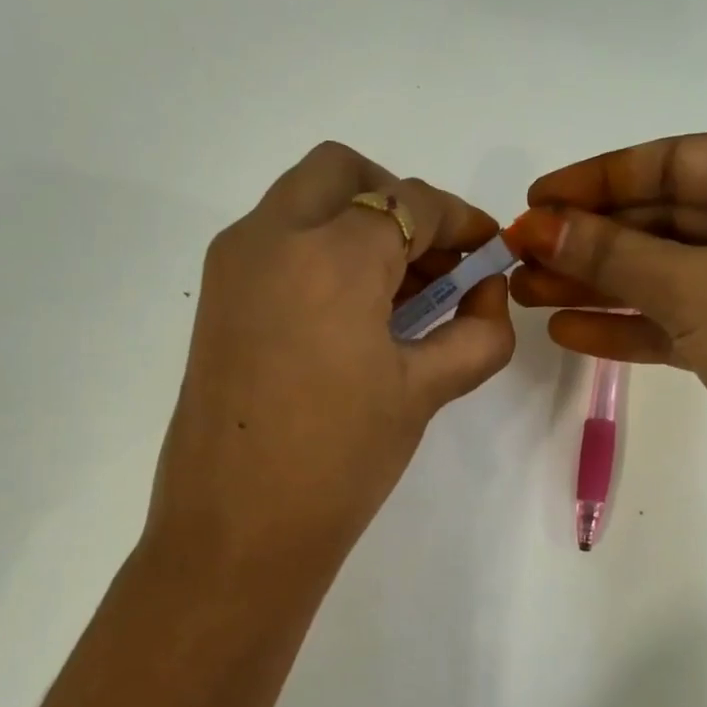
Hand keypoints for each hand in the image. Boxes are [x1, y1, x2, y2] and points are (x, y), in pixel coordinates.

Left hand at [147, 141, 515, 583]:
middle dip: (398, 201)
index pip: (408, 204)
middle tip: (433, 259)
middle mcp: (271, 238)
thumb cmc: (339, 462)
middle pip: (343, 175)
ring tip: (400, 292)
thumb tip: (490, 297)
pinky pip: (276, 243)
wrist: (236, 531)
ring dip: (356, 225)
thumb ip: (475, 335)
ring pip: (303, 203)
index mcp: (330, 256)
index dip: (459, 220)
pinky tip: (353, 314)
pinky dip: (319, 251)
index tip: (486, 249)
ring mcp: (233, 265)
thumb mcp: (422, 393)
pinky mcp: (216, 299)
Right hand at [508, 131, 706, 509]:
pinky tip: (567, 331)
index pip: (676, 160)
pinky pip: (679, 317)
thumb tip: (536, 226)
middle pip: (666, 218)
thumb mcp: (698, 288)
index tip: (535, 198)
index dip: (598, 180)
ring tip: (525, 293)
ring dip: (597, 284)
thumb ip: (612, 255)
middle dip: (590, 241)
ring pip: (666, 272)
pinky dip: (628, 324)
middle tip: (518, 255)